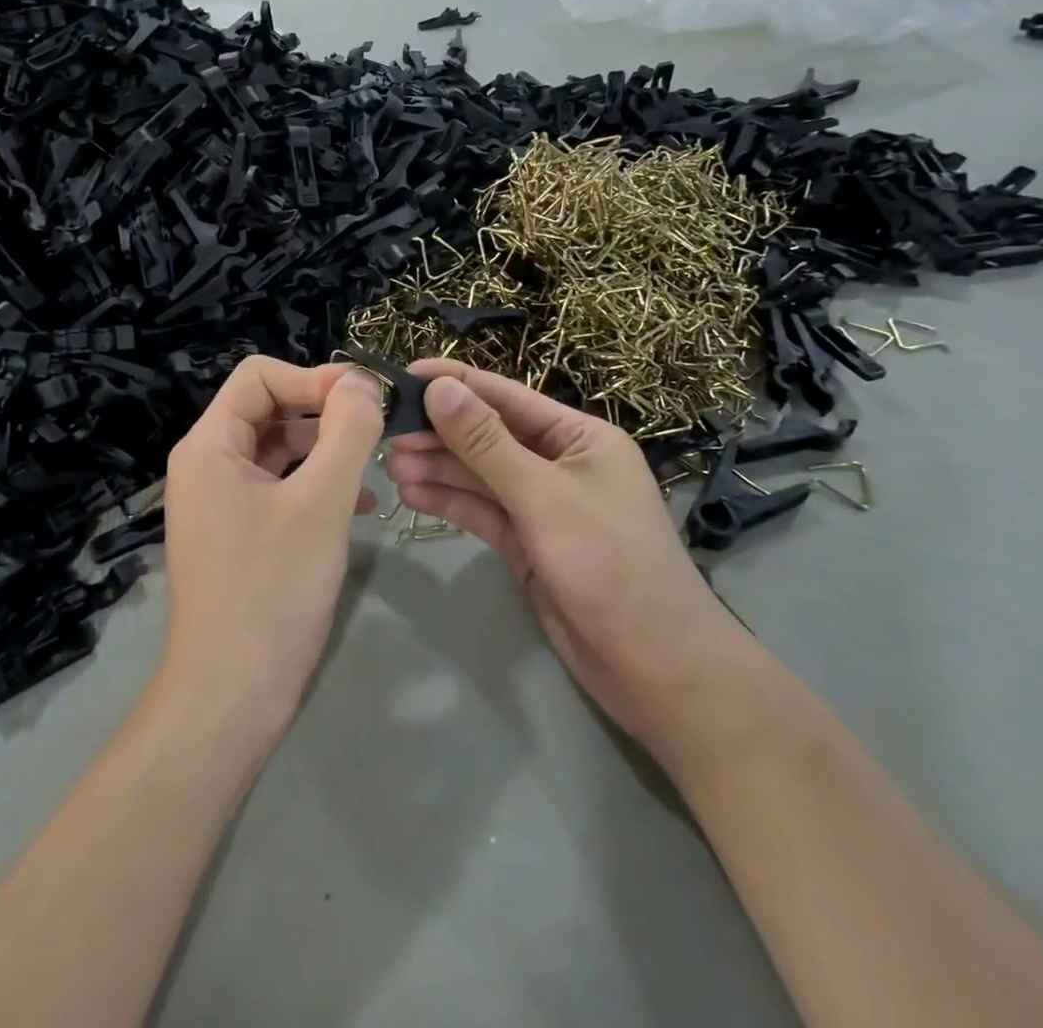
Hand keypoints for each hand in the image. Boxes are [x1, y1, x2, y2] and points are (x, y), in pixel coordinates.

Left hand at [160, 358, 385, 737]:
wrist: (231, 698)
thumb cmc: (272, 591)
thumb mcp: (321, 503)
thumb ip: (347, 432)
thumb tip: (362, 381)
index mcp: (210, 445)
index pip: (261, 376)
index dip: (315, 377)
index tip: (367, 398)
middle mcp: (208, 464)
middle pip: (271, 409)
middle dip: (326, 413)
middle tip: (379, 428)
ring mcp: (221, 502)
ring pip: (280, 450)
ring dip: (327, 450)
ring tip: (375, 469)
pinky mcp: (239, 533)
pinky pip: (281, 488)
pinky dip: (317, 485)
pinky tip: (360, 507)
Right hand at [385, 361, 741, 743]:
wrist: (655, 667)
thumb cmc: (609, 563)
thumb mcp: (544, 496)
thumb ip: (487, 443)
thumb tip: (441, 389)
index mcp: (579, 436)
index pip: (506, 396)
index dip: (455, 383)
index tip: (403, 375)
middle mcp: (559, 463)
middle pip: (488, 435)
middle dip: (440, 432)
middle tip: (386, 432)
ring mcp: (542, 506)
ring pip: (480, 475)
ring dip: (438, 468)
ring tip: (391, 465)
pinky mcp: (527, 544)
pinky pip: (482, 511)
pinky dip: (450, 502)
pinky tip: (412, 494)